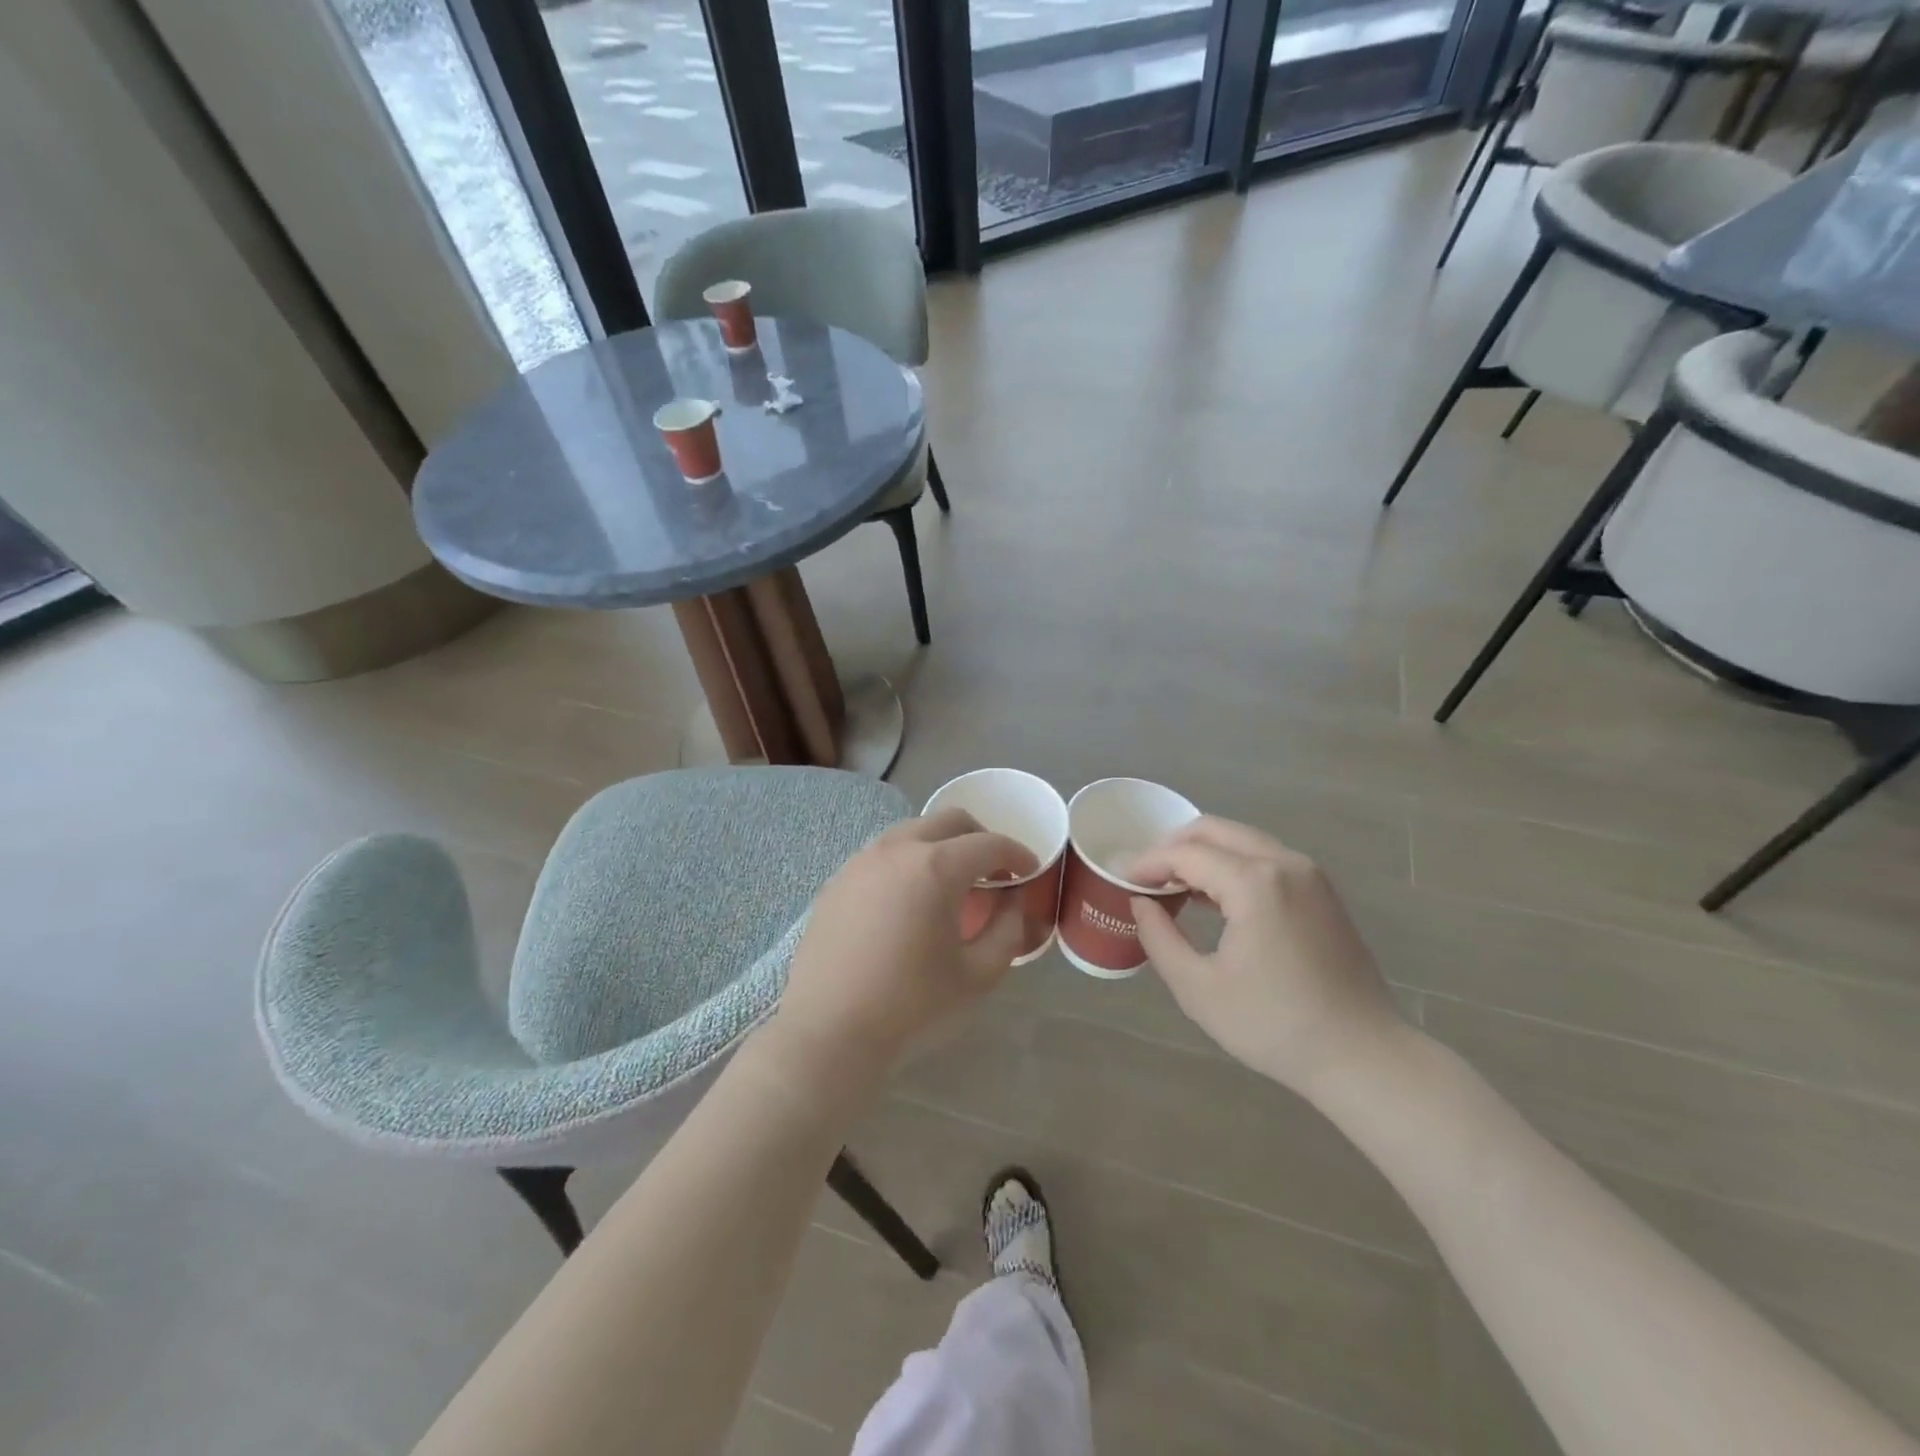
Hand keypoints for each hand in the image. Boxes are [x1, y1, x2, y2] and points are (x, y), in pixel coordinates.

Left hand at [772, 809, 1036, 1082]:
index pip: (988, 844)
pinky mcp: (838, 880)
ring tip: (952, 886)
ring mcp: (861, 861)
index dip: (1017, 854)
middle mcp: (897, 849)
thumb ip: (1008, 930)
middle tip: (995, 872)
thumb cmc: (912, 1005)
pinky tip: (910, 902)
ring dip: (942, 847)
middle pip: (950, 821)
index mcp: (935, 867)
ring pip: (913, 832)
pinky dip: (909, 863)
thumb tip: (1012, 900)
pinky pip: (883, 855)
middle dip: (980, 838)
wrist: (829, 1030)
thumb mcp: (978, 974)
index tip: (1030, 871)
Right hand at [1129, 817, 1406, 1096]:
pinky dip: (1232, 865)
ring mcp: (1309, 874)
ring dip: (1203, 854)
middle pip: (1214, 830)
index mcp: (1254, 882)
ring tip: (1174, 889)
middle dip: (1173, 847)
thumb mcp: (1198, 988)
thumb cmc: (1274, 1026)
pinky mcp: (1321, 891)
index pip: (1185, 853)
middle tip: (1146, 879)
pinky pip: (1265, 858)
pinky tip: (1214, 900)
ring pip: (1241, 840)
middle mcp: (1284, 863)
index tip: (1122, 882)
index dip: (1148, 864)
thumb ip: (1158, 937)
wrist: (1363, 1056)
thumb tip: (1140, 903)